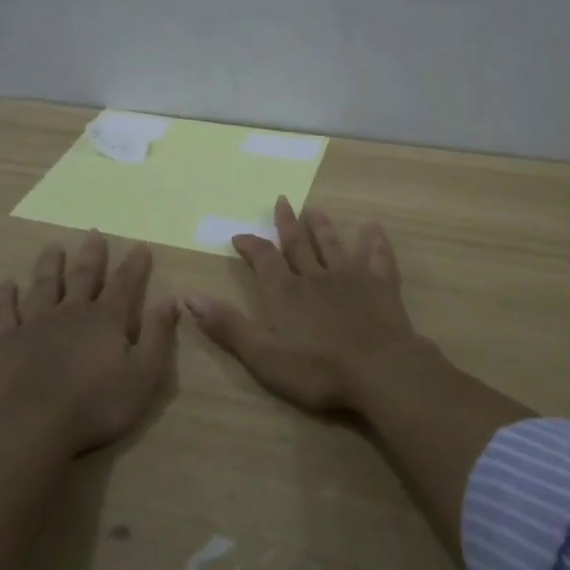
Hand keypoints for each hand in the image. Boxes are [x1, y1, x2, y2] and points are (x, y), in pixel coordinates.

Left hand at [0, 232, 178, 455]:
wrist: (34, 428)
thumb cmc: (96, 406)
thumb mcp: (143, 376)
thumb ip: (158, 336)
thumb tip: (170, 299)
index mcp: (106, 319)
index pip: (124, 283)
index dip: (134, 264)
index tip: (140, 244)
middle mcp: (71, 312)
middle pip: (82, 276)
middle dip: (91, 254)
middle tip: (93, 233)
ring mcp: (35, 324)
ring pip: (44, 285)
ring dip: (49, 265)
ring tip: (52, 247)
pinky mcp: (6, 342)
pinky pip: (4, 312)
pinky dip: (4, 296)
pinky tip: (5, 284)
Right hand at [186, 196, 433, 413]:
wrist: (379, 370)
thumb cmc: (317, 369)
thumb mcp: (263, 355)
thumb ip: (228, 326)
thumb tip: (189, 297)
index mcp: (285, 292)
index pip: (263, 259)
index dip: (251, 245)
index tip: (239, 235)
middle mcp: (315, 276)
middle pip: (298, 244)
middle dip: (287, 223)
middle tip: (282, 200)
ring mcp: (350, 278)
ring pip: (333, 245)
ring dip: (323, 227)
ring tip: (315, 210)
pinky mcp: (380, 286)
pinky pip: (377, 257)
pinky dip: (375, 242)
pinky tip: (374, 229)